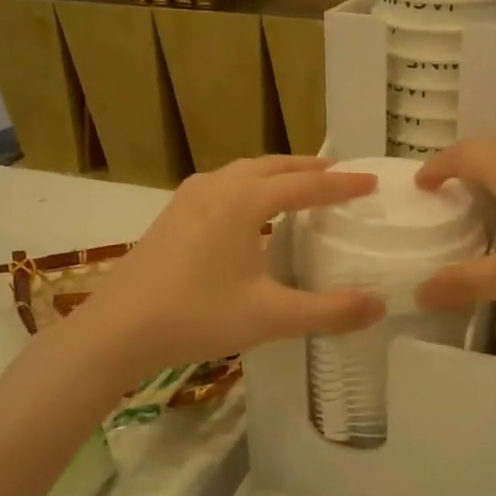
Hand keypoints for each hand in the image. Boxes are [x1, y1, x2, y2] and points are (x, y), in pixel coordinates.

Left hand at [58, 157, 385, 379]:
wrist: (116, 330)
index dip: (342, 184)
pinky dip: (251, 184)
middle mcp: (218, 186)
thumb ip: (328, 312)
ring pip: (245, 171)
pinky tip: (250, 209)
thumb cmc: (196, 316)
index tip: (372, 182)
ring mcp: (190, 196)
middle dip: (310, 168)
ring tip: (300, 184)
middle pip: (274, 166)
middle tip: (340, 174)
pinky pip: (224, 183)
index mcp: (244, 200)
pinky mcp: (173, 213)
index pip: (306, 185)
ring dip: (278, 173)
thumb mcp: (269, 316)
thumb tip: (379, 306)